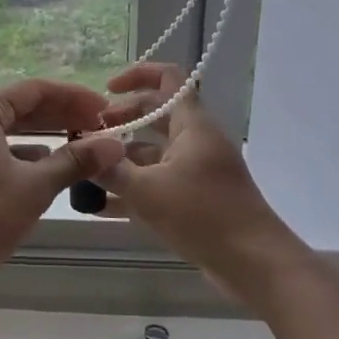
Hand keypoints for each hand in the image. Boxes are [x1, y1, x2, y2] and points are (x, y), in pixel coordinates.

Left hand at [0, 79, 125, 295]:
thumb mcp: (34, 188)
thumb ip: (75, 161)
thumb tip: (115, 145)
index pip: (35, 90)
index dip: (74, 97)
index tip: (105, 110)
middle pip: (19, 106)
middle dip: (60, 116)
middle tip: (98, 128)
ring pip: (6, 129)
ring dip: (43, 136)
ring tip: (79, 146)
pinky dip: (20, 154)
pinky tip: (44, 168)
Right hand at [97, 63, 300, 301]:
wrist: (255, 263)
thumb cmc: (204, 215)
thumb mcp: (150, 192)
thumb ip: (113, 171)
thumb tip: (84, 155)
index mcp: (192, 125)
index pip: (168, 78)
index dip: (138, 74)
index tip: (107, 88)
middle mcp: (196, 141)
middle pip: (156, 114)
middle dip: (122, 119)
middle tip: (89, 134)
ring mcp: (197, 170)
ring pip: (154, 153)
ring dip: (123, 158)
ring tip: (87, 170)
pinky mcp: (195, 199)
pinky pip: (158, 183)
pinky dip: (133, 189)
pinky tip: (100, 207)